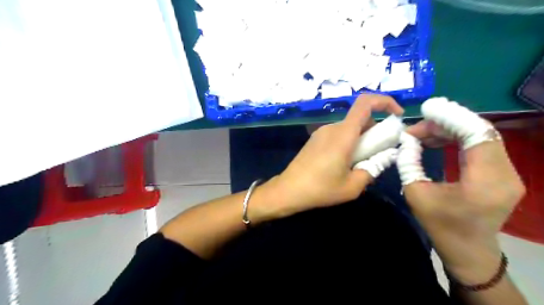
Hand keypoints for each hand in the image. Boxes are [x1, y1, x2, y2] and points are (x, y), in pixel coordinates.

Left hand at [259, 92, 402, 218]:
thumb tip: (384, 158)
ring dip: (361, 139)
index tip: (397, 116)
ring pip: (349, 128)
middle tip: (377, 155)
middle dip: (375, 132)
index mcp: (343, 134)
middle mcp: (332, 128)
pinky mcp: (315, 139)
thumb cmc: (320, 189)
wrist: (288, 190)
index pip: (365, 103)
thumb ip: (372, 169)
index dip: (385, 102)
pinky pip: (338, 134)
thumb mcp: (353, 186)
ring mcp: (321, 132)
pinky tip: (343, 163)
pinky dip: (348, 142)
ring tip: (358, 164)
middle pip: (360, 119)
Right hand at [406, 118, 524, 283]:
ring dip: (449, 130)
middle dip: (444, 124)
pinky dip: (456, 138)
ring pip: (480, 136)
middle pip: (479, 131)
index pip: (477, 134)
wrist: (468, 250)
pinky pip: (480, 146)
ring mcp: (507, 172)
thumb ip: (409, 162)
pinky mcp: (501, 173)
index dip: (451, 117)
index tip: (426, 109)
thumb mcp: (416, 194)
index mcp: (486, 181)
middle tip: (415, 128)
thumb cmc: (440, 226)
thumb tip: (407, 140)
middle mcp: (505, 173)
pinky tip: (436, 140)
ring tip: (421, 134)